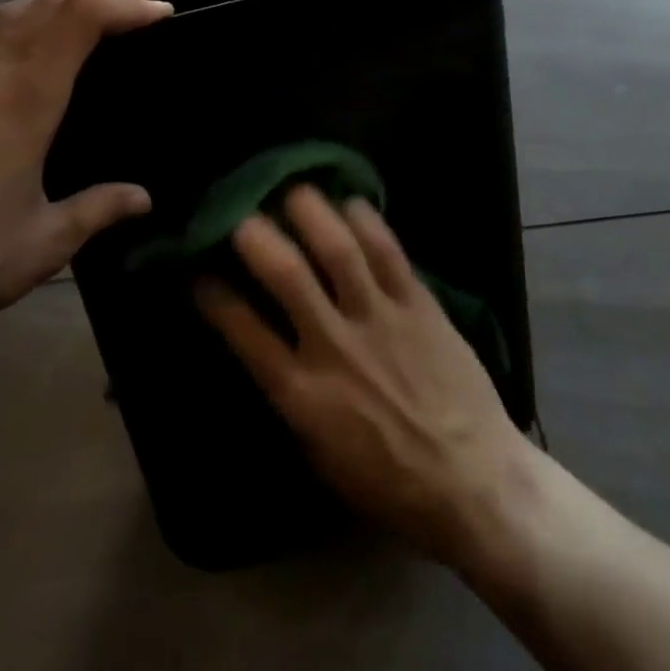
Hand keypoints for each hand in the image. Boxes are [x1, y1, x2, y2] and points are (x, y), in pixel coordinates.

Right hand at [196, 187, 530, 564]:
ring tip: (293, 188)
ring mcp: (380, 319)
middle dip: (256, 235)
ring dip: (310, 212)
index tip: (197, 270)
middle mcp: (335, 346)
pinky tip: (350, 200)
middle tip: (241, 213)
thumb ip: (292, 397)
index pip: (243, 331)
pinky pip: (389, 251)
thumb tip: (268, 350)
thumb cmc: (389, 482)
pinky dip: (366, 220)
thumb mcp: (321, 455)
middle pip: (287, 274)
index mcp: (302, 394)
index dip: (213, 295)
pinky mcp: (419, 304)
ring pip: (339, 249)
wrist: (472, 482)